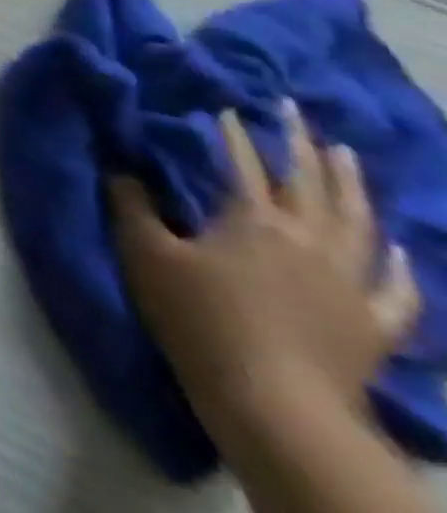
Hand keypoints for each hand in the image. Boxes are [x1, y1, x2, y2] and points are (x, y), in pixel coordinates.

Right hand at [111, 104, 420, 442]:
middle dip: (300, 143)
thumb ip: (130, 204)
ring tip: (344, 154)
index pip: (243, 163)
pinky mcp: (372, 324)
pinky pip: (394, 288)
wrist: (275, 405)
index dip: (232, 133)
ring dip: (350, 184)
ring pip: (357, 222)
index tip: (225, 107)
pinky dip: (394, 261)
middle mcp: (308, 240)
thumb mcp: (145, 254)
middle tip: (294, 110)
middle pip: (310, 183)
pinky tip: (392, 245)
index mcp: (253, 220)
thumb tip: (119, 165)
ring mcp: (348, 283)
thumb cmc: (199, 319)